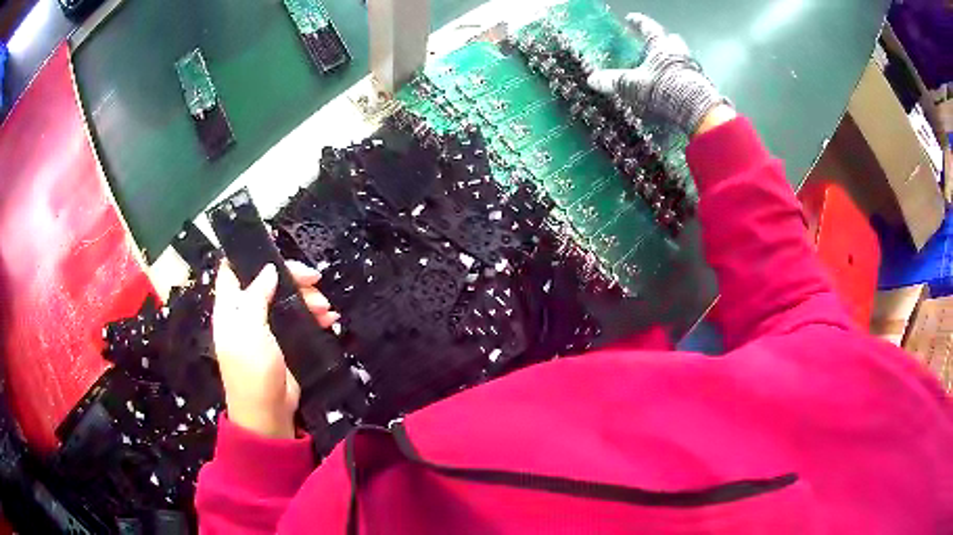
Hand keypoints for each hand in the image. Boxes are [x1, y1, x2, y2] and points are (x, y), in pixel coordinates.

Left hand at [212, 260, 339, 438]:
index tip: (278, 251)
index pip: (232, 270)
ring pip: (284, 299)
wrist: (268, 413)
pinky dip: (312, 316)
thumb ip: (255, 297)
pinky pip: (297, 319)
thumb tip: (268, 269)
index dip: (251, 257)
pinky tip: (329, 319)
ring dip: (306, 298)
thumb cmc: (253, 370)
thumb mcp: (250, 330)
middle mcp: (245, 313)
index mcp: (230, 307)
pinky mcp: (282, 342)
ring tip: (325, 307)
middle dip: (291, 278)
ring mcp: (264, 328)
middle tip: (315, 279)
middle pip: (266, 281)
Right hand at [587, 13, 731, 135]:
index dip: (638, 22)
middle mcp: (679, 54)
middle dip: (664, 41)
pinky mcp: (701, 87)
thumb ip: (614, 81)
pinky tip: (676, 87)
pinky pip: (689, 77)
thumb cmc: (664, 90)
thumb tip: (593, 79)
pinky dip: (682, 79)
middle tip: (655, 45)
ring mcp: (693, 70)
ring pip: (683, 58)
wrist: (697, 111)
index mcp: (661, 47)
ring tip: (665, 68)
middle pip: (671, 41)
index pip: (648, 28)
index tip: (631, 18)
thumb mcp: (633, 85)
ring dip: (675, 60)